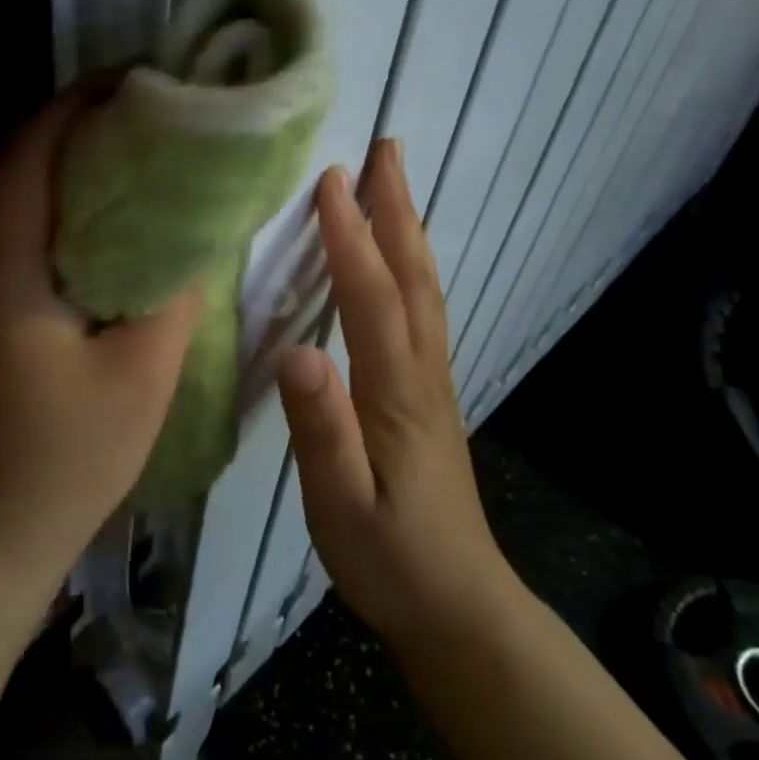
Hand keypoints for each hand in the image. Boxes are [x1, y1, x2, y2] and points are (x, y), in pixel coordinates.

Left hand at [0, 91, 201, 616]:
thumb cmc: (70, 454)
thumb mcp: (142, 373)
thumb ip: (173, 292)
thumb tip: (196, 233)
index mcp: (2, 268)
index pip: (29, 156)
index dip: (75, 107)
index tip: (132, 82)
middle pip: (10, 162)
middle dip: (67, 122)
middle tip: (135, 108)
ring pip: (3, 191)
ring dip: (54, 156)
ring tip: (121, 143)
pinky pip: (5, 224)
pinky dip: (45, 195)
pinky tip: (93, 207)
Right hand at [277, 140, 523, 652]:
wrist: (460, 610)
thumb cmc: (392, 561)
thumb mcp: (342, 508)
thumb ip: (321, 431)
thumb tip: (298, 353)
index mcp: (396, 392)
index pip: (371, 298)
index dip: (350, 236)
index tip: (331, 179)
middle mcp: (422, 372)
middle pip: (412, 277)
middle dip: (397, 208)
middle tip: (386, 149)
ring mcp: (431, 382)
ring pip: (423, 290)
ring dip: (408, 229)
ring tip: (393, 183)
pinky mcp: (428, 395)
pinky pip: (421, 311)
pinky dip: (409, 267)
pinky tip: (397, 260)